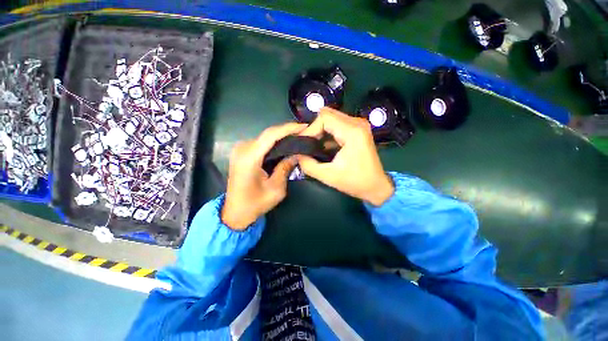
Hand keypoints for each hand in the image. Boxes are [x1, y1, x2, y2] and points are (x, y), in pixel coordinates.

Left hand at [222, 123, 306, 229]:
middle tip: (305, 133)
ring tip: (298, 137)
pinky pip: (261, 143)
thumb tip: (297, 154)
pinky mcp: (242, 153)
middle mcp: (242, 149)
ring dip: (281, 136)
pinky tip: (285, 144)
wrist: (235, 212)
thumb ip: (285, 168)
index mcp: (249, 158)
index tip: (304, 126)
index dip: (288, 128)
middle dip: (287, 132)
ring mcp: (240, 150)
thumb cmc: (255, 204)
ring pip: (265, 137)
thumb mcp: (275, 189)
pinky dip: (274, 142)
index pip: (271, 135)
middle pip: (268, 134)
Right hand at [297, 107, 393, 205]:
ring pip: (331, 118)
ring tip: (313, 145)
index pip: (324, 117)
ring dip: (320, 130)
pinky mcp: (357, 129)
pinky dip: (327, 132)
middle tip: (307, 144)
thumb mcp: (328, 176)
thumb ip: (307, 164)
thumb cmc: (354, 182)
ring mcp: (359, 124)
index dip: (310, 129)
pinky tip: (322, 145)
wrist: (376, 186)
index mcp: (352, 132)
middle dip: (314, 128)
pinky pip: (337, 124)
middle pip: (327, 114)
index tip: (303, 143)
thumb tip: (296, 154)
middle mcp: (357, 123)